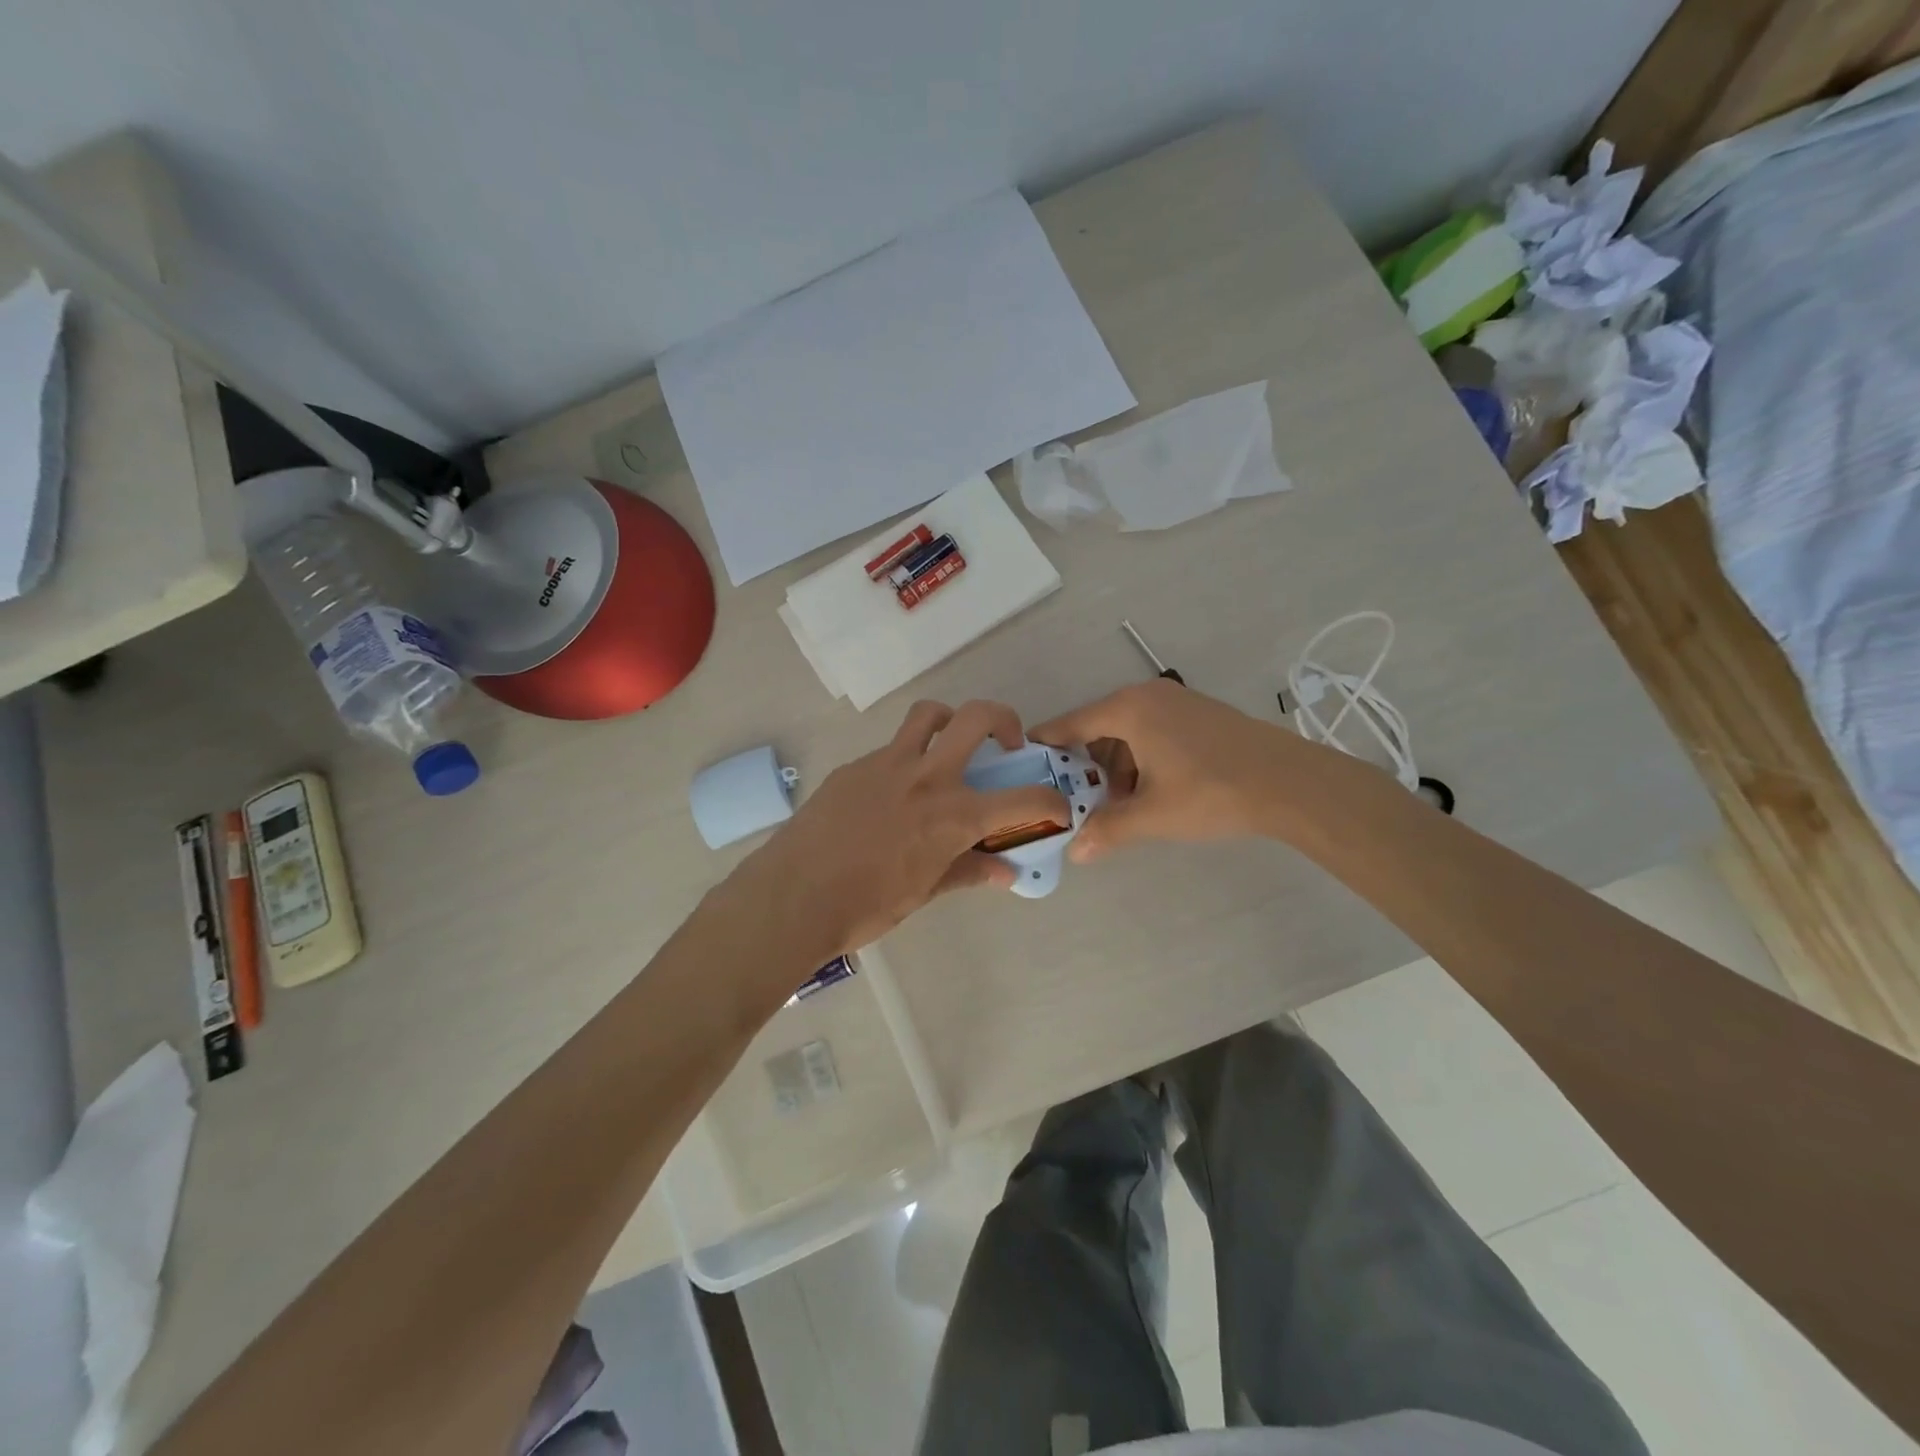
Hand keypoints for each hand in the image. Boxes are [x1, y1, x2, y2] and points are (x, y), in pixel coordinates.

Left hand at [725, 700, 1068, 961]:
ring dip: (950, 721)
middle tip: (1007, 745)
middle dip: (1005, 721)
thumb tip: (1005, 872)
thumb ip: (968, 873)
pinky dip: (906, 760)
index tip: (1056, 808)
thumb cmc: (865, 906)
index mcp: (954, 816)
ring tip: (950, 747)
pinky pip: (891, 749)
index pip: (1023, 800)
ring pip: (929, 715)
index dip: (1051, 802)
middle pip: (977, 718)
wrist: (793, 896)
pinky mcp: (856, 766)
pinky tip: (893, 794)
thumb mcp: (924, 893)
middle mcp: (928, 777)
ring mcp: (888, 764)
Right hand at [1031, 680, 1314, 860]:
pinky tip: (1150, 792)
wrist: (1290, 782)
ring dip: (1116, 767)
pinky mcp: (1197, 713)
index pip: (1069, 724)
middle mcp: (1146, 695)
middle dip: (1085, 766)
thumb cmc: (1211, 792)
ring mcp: (1175, 701)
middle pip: (1097, 728)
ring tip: (1118, 806)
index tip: (1023, 766)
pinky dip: (1141, 759)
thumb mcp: (1153, 815)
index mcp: (1127, 709)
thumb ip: (1108, 830)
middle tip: (1075, 801)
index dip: (1045, 747)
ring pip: (1126, 732)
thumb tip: (1076, 853)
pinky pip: (1152, 731)